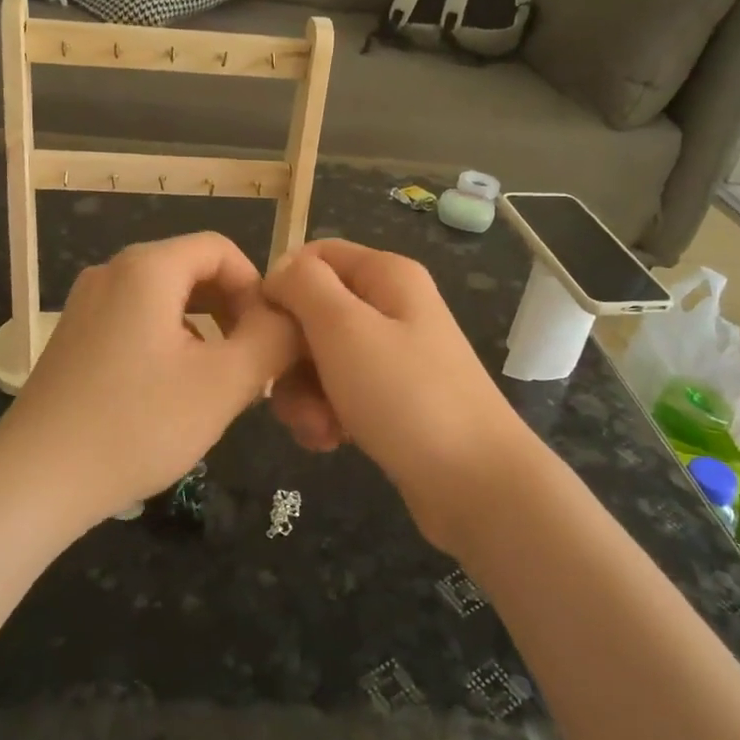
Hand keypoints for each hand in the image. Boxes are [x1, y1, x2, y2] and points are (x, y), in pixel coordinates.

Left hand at [0, 232, 300, 530]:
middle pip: (192, 270)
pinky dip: (169, 342)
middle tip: (250, 365)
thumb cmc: (137, 425)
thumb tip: (291, 319)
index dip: (256, 288)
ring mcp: (86, 304)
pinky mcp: (74, 336)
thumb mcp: (224, 383)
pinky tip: (172, 393)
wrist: (34, 482)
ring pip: (166, 299)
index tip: (269, 340)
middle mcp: (112, 272)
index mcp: (147, 267)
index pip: (221, 248)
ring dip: (204, 330)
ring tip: (217, 383)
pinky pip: (137, 320)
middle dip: (232, 311)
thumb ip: (273, 340)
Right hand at [264, 239, 538, 551]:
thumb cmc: (405, 396)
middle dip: (291, 353)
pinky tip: (331, 441)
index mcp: (386, 275)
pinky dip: (326, 414)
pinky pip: (339, 392)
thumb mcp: (344, 328)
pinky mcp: (391, 398)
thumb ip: (304, 286)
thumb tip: (280, 270)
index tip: (262, 329)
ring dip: (304, 393)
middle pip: (313, 311)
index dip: (282, 285)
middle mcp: (390, 307)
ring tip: (318, 428)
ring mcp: (393, 355)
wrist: (476, 484)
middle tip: (285, 391)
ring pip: (320, 357)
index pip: (314, 256)